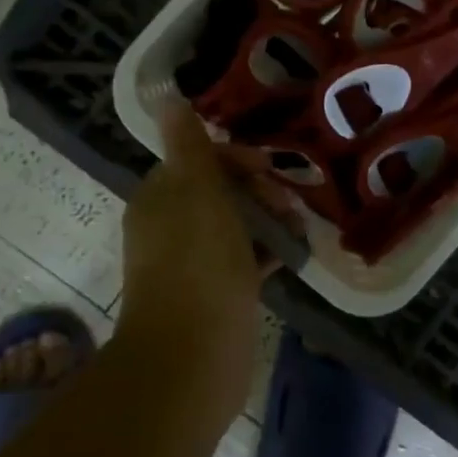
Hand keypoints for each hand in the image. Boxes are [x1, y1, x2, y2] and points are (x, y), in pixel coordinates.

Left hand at [117, 102, 293, 417]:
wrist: (193, 358)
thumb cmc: (198, 263)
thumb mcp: (197, 191)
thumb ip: (188, 145)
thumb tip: (167, 97)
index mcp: (159, 199)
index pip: (197, 161)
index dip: (236, 159)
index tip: (270, 168)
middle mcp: (169, 227)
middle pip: (218, 192)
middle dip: (257, 189)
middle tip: (288, 202)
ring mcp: (191, 264)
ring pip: (234, 226)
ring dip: (266, 219)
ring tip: (298, 226)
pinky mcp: (214, 295)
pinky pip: (243, 260)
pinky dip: (266, 252)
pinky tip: (293, 254)